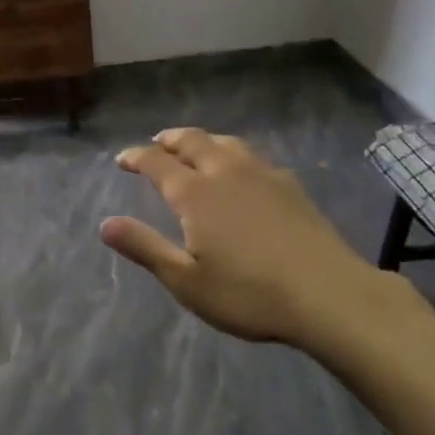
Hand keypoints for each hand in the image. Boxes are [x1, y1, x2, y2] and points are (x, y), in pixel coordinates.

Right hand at [104, 128, 391, 349]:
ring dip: (202, 140)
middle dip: (169, 139)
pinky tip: (242, 170)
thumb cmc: (250, 293)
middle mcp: (224, 171)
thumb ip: (145, 248)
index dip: (136, 157)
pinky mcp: (289, 186)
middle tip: (156, 143)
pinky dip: (233, 154)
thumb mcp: (187, 281)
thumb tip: (104, 224)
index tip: (122, 159)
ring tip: (194, 147)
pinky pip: (252, 156)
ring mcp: (261, 174)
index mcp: (195, 192)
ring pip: (224, 142)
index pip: (157, 162)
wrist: (329, 295)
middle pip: (191, 141)